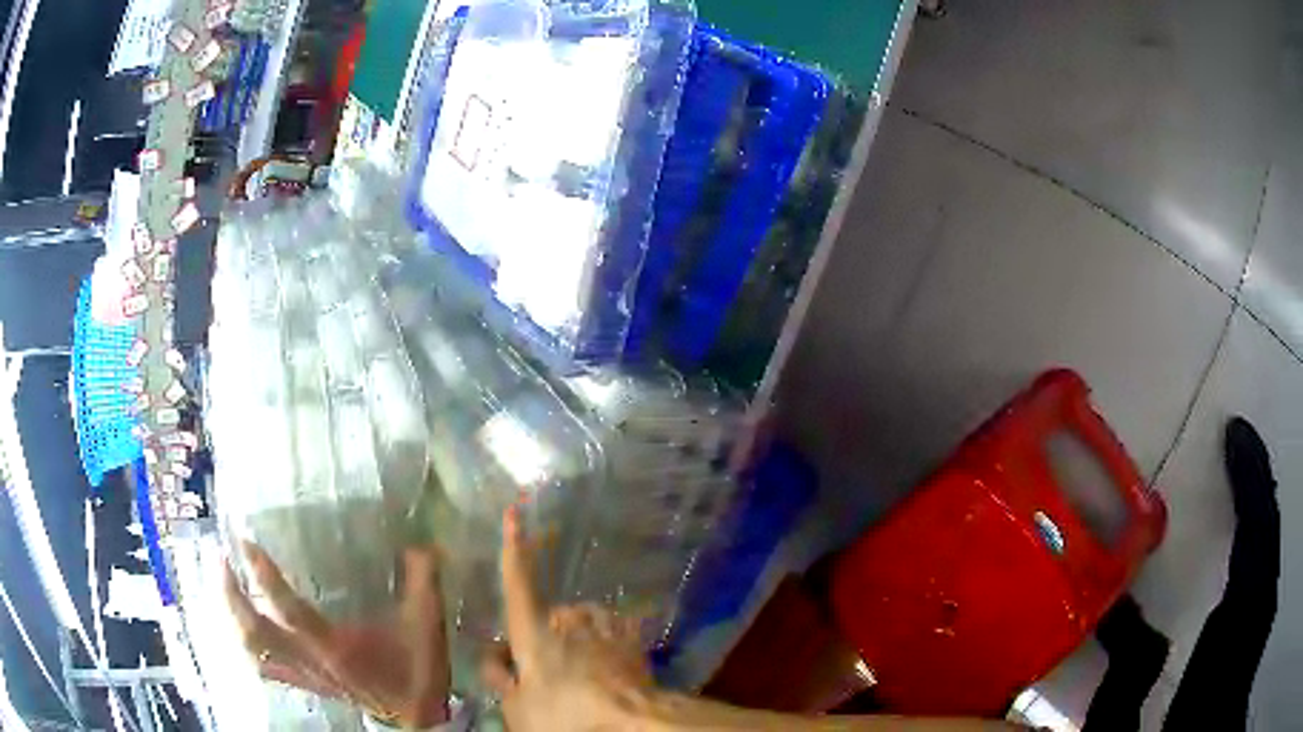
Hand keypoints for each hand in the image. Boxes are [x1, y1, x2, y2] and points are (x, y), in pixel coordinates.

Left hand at [224, 542, 450, 727]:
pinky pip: (269, 668)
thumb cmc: (416, 673)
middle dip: (232, 597)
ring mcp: (306, 674)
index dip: (264, 577)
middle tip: (222, 560)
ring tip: (227, 587)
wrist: (416, 718)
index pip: (288, 610)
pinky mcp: (307, 683)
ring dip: (234, 619)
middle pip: (256, 633)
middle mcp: (311, 660)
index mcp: (335, 646)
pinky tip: (246, 631)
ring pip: (256, 651)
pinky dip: (251, 647)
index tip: (245, 543)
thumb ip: (423, 585)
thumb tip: (423, 545)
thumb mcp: (425, 628)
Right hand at [481, 506, 654, 730]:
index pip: (517, 581)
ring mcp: (605, 626)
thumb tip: (495, 657)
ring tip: (582, 676)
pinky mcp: (633, 640)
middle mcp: (569, 619)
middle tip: (547, 675)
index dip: (513, 547)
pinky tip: (611, 667)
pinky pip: (613, 634)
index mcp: (534, 631)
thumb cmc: (567, 715)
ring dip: (578, 642)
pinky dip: (608, 645)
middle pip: (550, 617)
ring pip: (583, 624)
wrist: (633, 722)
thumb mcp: (517, 708)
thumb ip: (500, 678)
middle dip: (545, 638)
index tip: (515, 512)